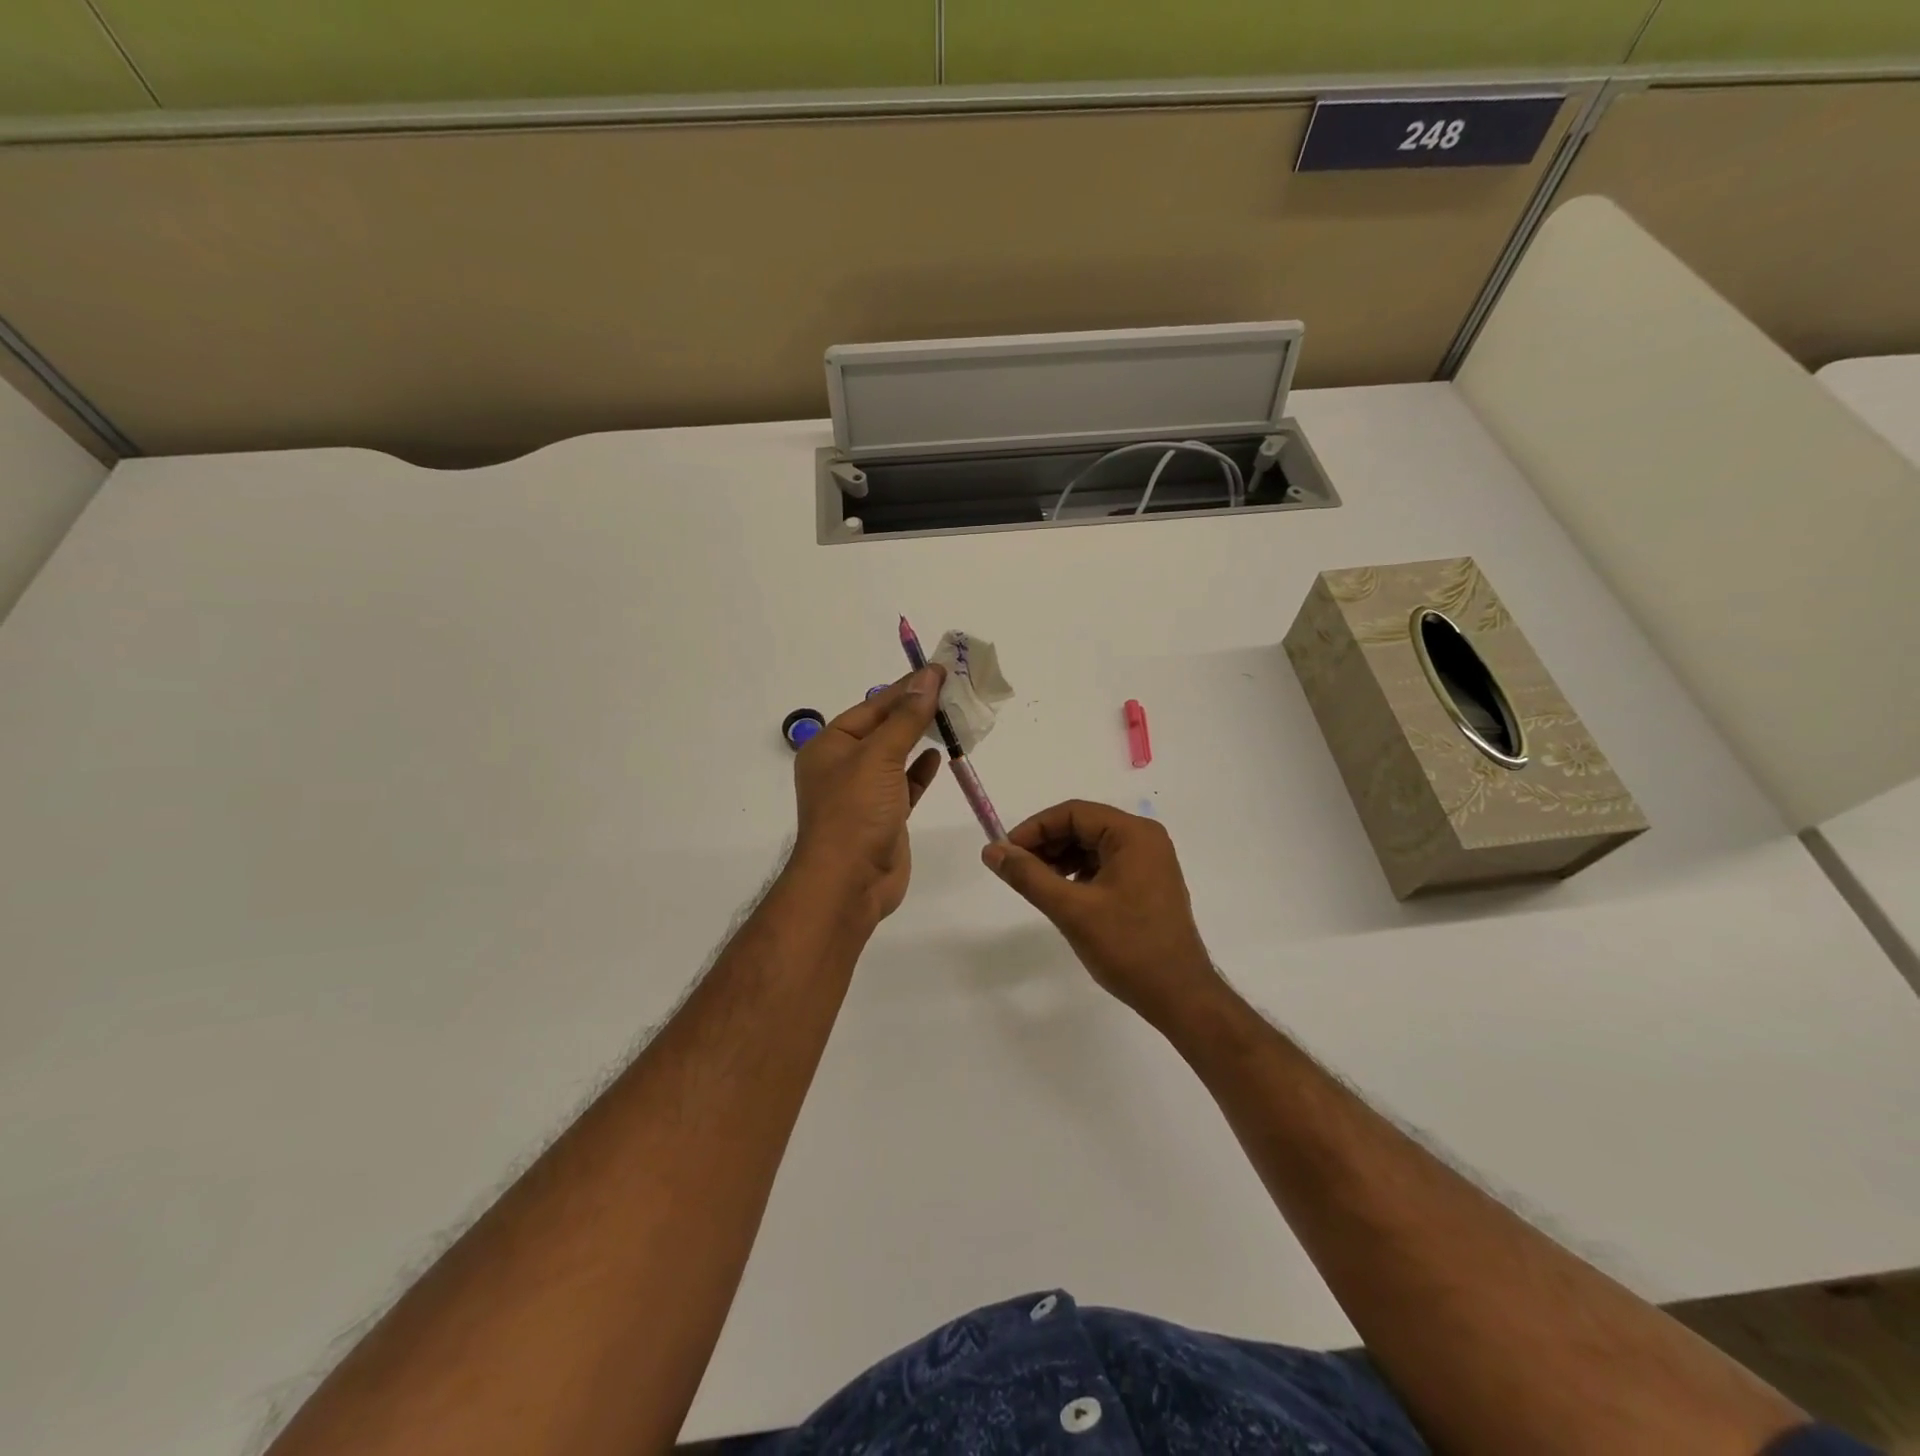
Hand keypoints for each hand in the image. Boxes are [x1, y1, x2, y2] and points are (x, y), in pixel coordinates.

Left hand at [791, 667, 944, 921]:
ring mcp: (864, 793)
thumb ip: (906, 718)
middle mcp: (843, 766)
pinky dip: (920, 769)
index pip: (872, 706)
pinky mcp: (884, 816)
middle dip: (915, 710)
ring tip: (952, 717)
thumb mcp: (879, 756)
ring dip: (920, 737)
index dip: (905, 687)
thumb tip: (928, 679)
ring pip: (895, 756)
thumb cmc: (855, 812)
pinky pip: (904, 784)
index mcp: (829, 745)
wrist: (849, 883)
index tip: (938, 671)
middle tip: (951, 690)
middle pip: (884, 728)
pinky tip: (938, 756)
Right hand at [983, 800, 1223, 1027]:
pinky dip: (1079, 873)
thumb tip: (992, 850)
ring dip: (1060, 859)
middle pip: (1083, 826)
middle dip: (1046, 844)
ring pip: (1092, 846)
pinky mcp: (1148, 883)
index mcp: (1133, 834)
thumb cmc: (1127, 947)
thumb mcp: (1071, 909)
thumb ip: (1028, 876)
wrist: (1179, 996)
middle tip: (1015, 869)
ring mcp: (1150, 862)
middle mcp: (1145, 839)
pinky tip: (1063, 894)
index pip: (1073, 813)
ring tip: (1036, 884)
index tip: (1005, 852)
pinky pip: (1105, 865)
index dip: (1035, 828)